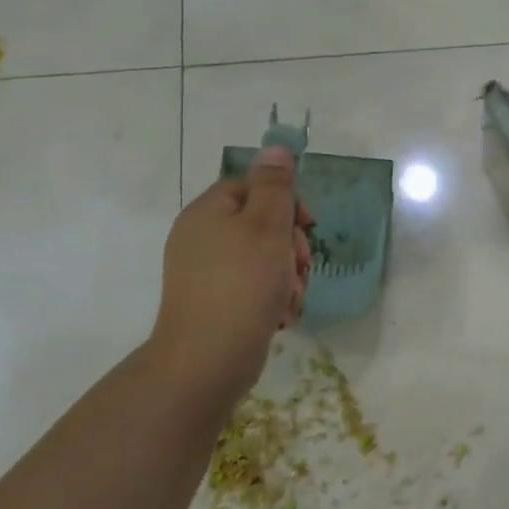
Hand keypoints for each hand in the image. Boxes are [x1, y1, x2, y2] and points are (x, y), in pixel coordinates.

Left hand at [149, 147, 312, 387]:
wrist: (207, 360)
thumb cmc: (242, 284)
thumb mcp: (267, 226)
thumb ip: (276, 185)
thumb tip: (276, 148)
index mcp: (208, 212)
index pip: (252, 186)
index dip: (286, 201)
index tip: (307, 225)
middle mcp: (201, 238)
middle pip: (261, 223)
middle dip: (292, 245)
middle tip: (300, 266)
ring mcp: (206, 273)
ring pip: (264, 258)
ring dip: (288, 275)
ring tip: (290, 297)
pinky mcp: (216, 303)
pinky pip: (254, 287)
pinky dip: (273, 297)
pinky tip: (280, 315)